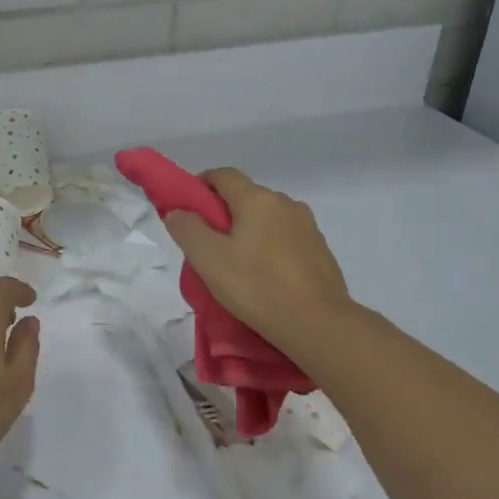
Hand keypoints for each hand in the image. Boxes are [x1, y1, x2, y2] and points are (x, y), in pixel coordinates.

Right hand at [162, 168, 355, 354]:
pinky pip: (285, 237)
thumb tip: (178, 211)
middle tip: (207, 244)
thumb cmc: (257, 287)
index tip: (187, 209)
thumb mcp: (209, 260)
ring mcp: (307, 226)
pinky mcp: (320, 249)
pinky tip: (264, 274)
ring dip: (248, 230)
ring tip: (236, 263)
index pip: (223, 175)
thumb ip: (188, 230)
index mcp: (257, 200)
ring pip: (267, 218)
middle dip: (223, 213)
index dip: (200, 185)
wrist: (318, 324)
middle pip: (246, 196)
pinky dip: (269, 246)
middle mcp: (285, 203)